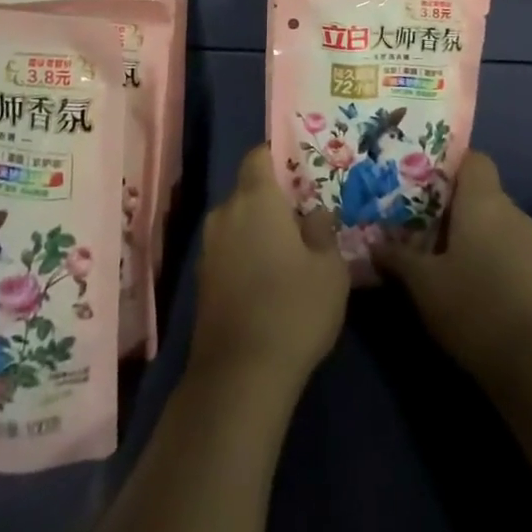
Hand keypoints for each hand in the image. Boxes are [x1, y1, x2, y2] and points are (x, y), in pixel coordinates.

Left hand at [189, 146, 349, 391]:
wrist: (240, 374)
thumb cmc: (293, 308)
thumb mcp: (329, 268)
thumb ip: (323, 232)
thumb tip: (315, 214)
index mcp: (255, 199)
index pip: (258, 156)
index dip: (277, 157)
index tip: (300, 171)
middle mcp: (225, 213)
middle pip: (248, 191)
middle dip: (272, 200)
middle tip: (303, 218)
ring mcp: (208, 248)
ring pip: (237, 223)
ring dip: (258, 230)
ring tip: (289, 253)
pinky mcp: (202, 280)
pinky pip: (228, 250)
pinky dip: (246, 255)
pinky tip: (268, 281)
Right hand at [375, 151, 531, 390]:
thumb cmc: (474, 308)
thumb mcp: (422, 283)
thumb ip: (397, 257)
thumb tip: (374, 243)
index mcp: (483, 201)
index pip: (473, 159)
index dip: (449, 165)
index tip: (421, 183)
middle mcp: (511, 211)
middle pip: (480, 192)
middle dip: (451, 205)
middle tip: (417, 222)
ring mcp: (531, 243)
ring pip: (494, 222)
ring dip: (470, 233)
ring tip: (438, 255)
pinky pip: (508, 248)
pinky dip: (488, 256)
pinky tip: (468, 283)